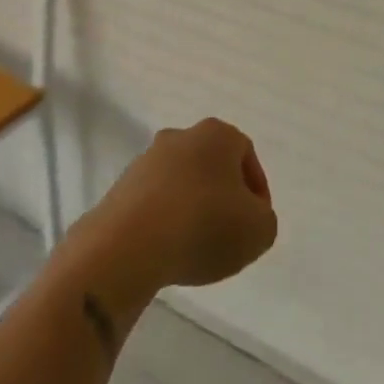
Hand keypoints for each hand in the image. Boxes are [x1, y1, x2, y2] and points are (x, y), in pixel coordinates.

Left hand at [78, 118, 277, 294]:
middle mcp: (180, 137)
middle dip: (222, 196)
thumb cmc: (204, 226)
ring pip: (181, 182)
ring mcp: (146, 160)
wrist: (128, 246)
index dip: (256, 191)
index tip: (255, 221)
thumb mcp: (260, 230)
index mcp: (217, 134)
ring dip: (192, 208)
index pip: (246, 155)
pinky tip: (168, 249)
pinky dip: (165, 221)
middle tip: (228, 231)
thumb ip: (263, 218)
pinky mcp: (120, 187)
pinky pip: (154, 202)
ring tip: (196, 246)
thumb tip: (248, 215)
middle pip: (211, 166)